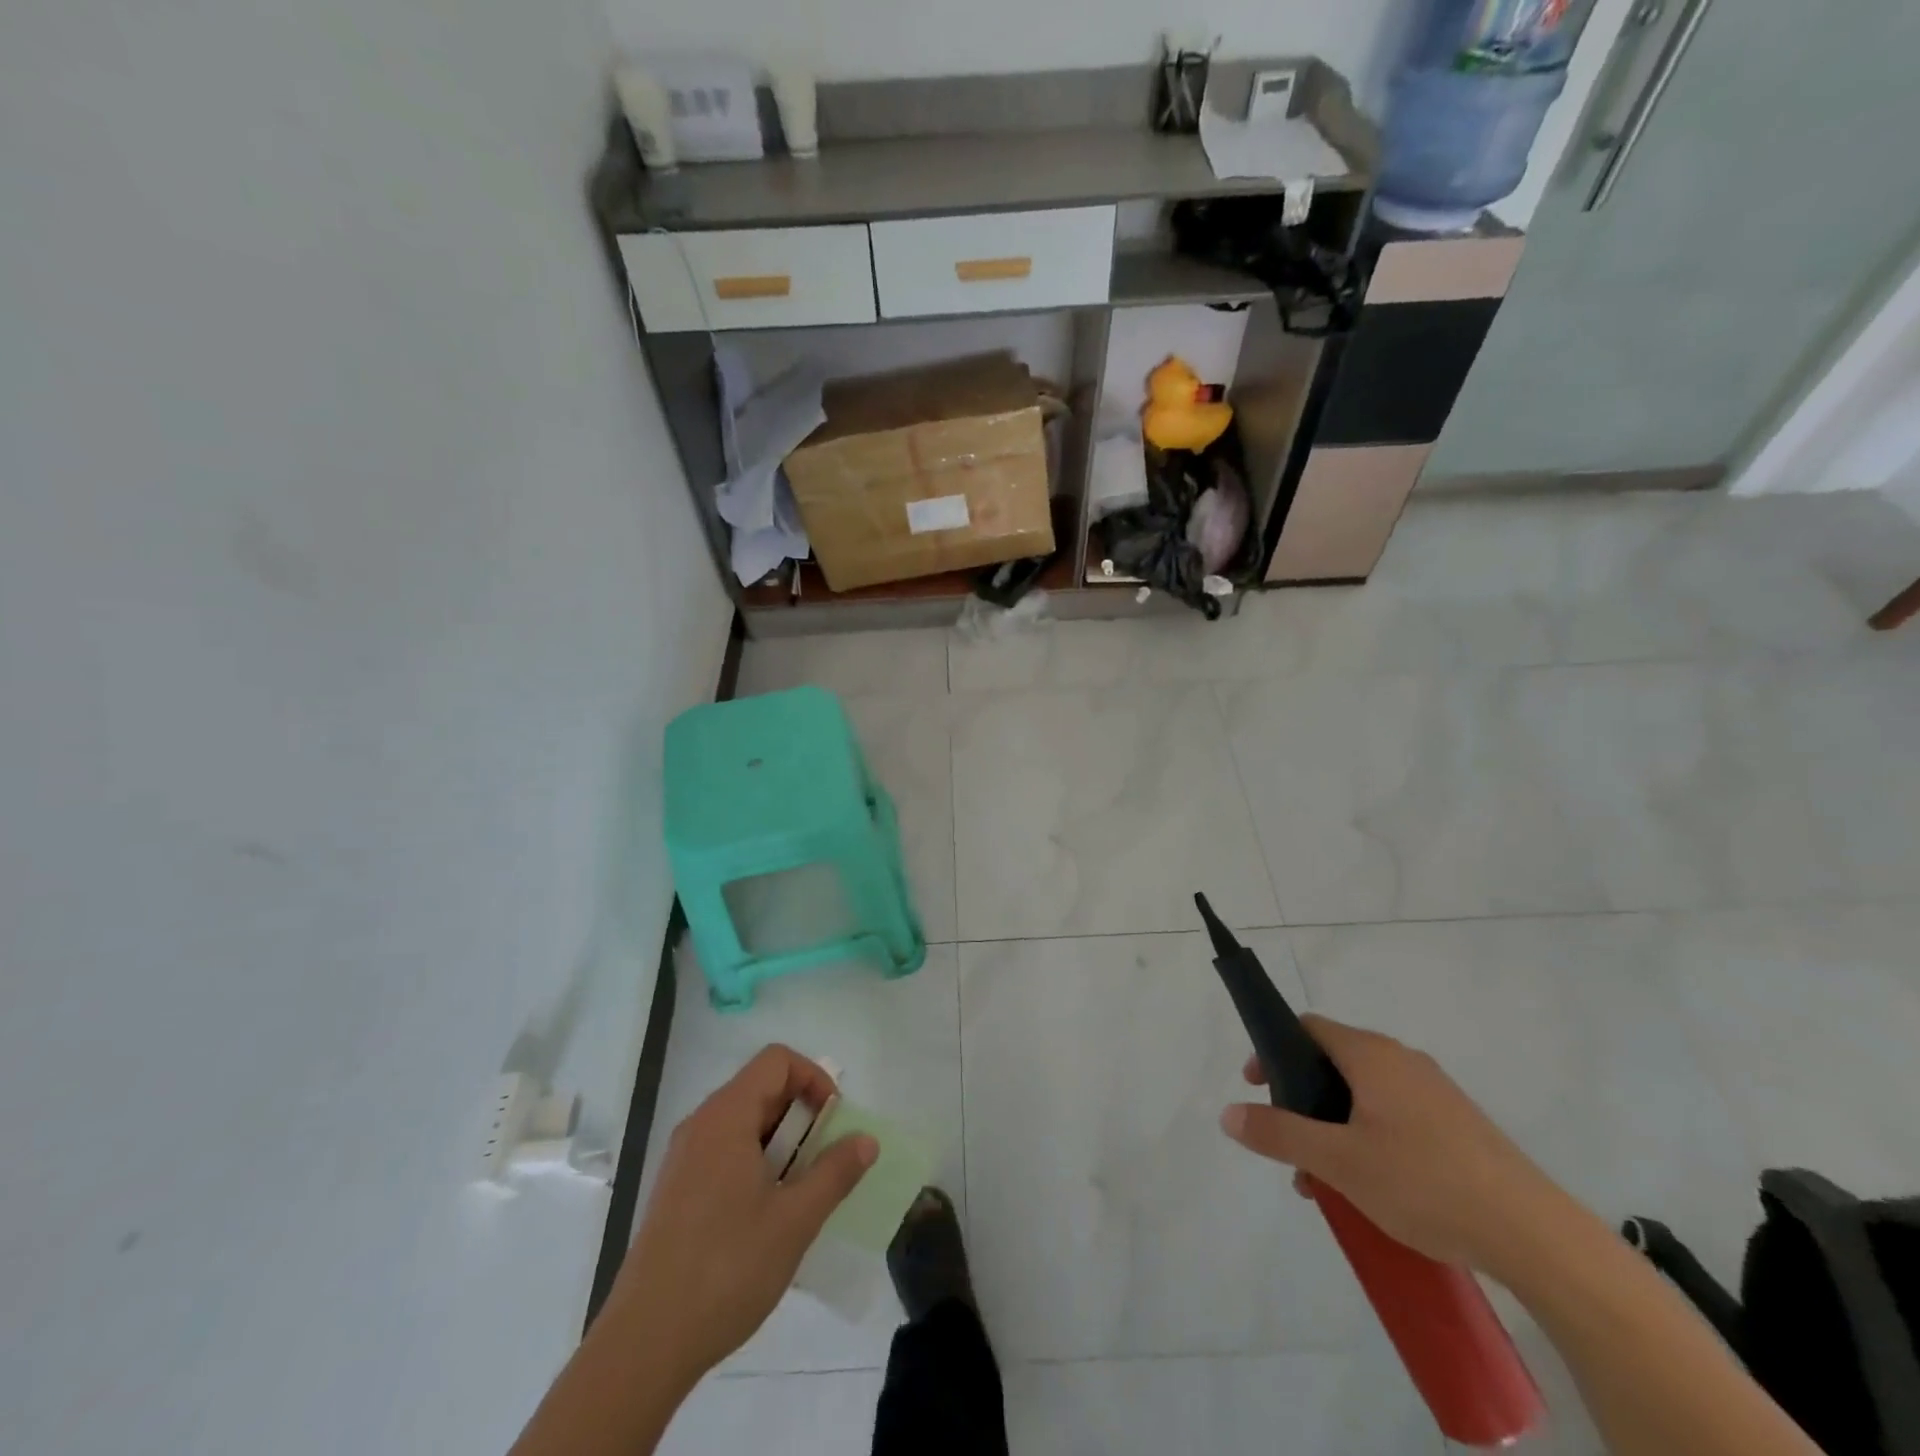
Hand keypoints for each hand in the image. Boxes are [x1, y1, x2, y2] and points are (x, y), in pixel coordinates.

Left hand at [603, 1044, 876, 1390]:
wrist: (643, 1344)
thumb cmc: (726, 1269)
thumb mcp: (795, 1220)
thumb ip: (835, 1172)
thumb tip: (866, 1140)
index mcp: (726, 1116)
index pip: (777, 1061)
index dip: (813, 1078)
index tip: (833, 1122)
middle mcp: (701, 1125)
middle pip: (761, 1089)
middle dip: (801, 1115)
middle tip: (823, 1161)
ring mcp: (683, 1158)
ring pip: (744, 1123)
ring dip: (781, 1143)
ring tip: (799, 1193)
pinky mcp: (676, 1191)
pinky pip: (724, 1152)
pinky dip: (755, 1163)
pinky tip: (766, 1215)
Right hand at [1220, 1015, 1562, 1271]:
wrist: (1536, 1236)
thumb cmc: (1425, 1182)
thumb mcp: (1339, 1161)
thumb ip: (1280, 1133)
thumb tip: (1228, 1113)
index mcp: (1371, 1054)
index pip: (1307, 1028)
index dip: (1273, 1051)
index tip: (1257, 1088)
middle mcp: (1402, 1061)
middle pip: (1333, 1064)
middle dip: (1301, 1102)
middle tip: (1289, 1145)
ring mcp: (1435, 1093)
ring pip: (1363, 1096)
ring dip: (1333, 1128)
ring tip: (1326, 1182)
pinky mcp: (1459, 1127)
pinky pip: (1395, 1117)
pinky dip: (1367, 1139)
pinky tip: (1372, 1190)